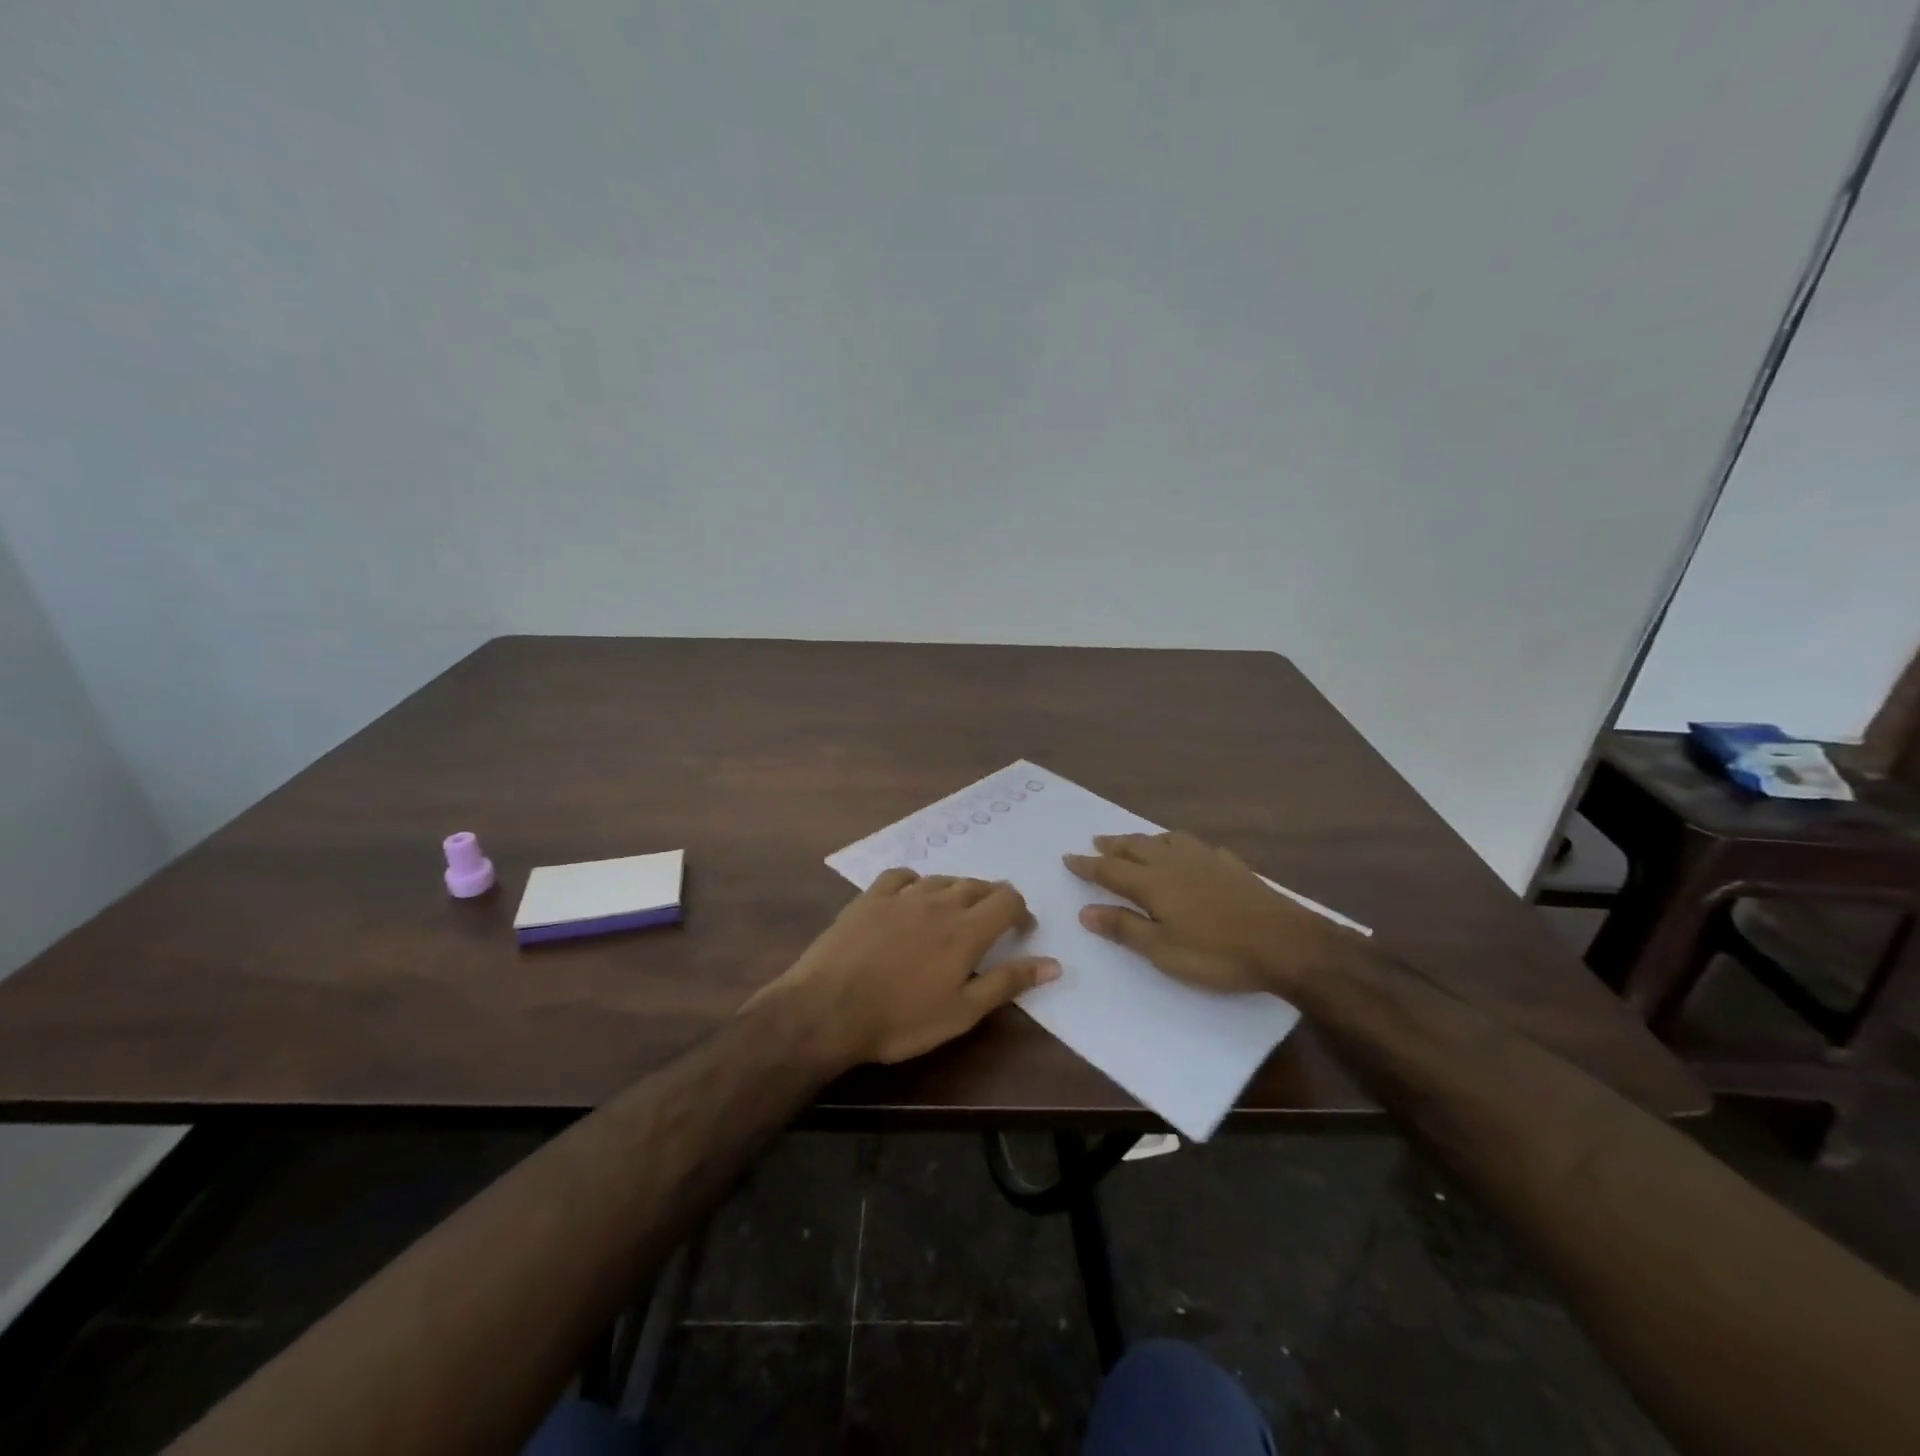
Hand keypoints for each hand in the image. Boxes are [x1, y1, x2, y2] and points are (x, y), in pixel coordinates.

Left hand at [752, 869, 1059, 1067]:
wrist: (829, 1009)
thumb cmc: (901, 1019)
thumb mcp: (962, 1012)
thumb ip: (1008, 982)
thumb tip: (1054, 964)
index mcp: (966, 930)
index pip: (1007, 899)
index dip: (1020, 911)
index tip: (1020, 931)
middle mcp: (939, 902)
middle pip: (977, 885)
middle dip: (991, 900)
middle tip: (990, 925)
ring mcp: (902, 896)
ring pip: (942, 879)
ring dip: (956, 891)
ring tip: (953, 913)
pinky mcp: (870, 897)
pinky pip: (900, 876)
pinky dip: (915, 882)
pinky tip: (911, 896)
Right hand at [1064, 831, 1357, 997]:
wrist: (1286, 944)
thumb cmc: (1218, 953)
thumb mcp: (1163, 951)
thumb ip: (1125, 928)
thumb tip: (1086, 911)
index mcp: (1154, 883)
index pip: (1111, 871)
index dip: (1088, 865)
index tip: (1068, 857)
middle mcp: (1175, 864)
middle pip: (1137, 848)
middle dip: (1114, 846)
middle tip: (1097, 842)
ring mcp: (1207, 861)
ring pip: (1168, 840)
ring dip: (1146, 839)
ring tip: (1137, 841)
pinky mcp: (1234, 867)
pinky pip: (1200, 847)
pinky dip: (1184, 846)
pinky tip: (1191, 853)